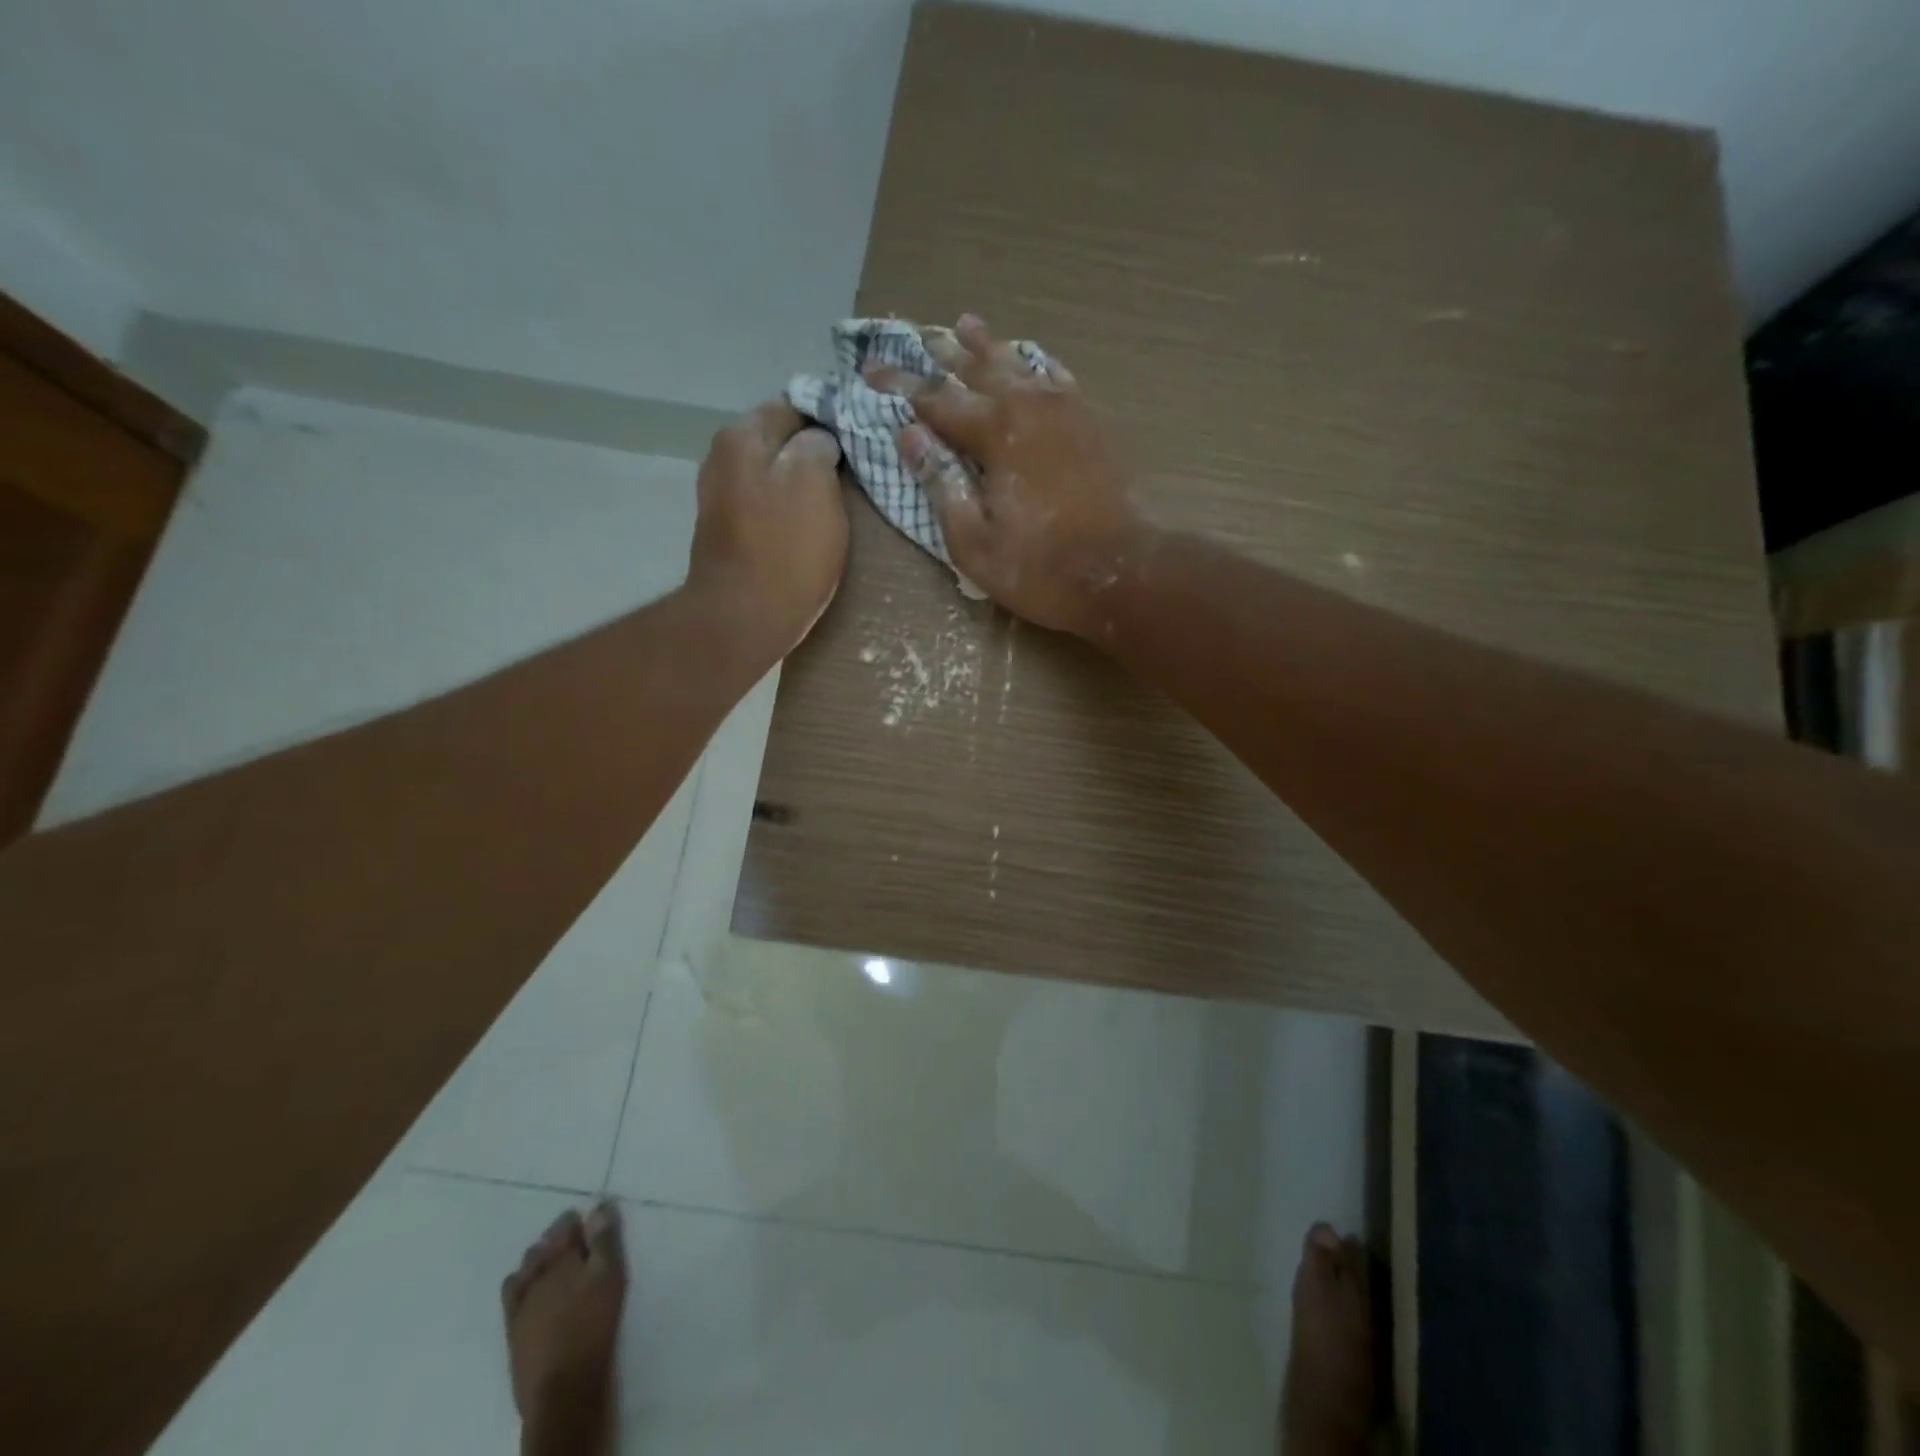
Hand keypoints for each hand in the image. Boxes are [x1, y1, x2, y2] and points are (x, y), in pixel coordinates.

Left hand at [687, 400, 847, 660]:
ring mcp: (719, 498)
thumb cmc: (786, 551)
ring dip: (800, 484)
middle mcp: (721, 458)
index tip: (859, 442)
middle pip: (779, 442)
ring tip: (835, 501)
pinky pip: (764, 506)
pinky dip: (786, 510)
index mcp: (742, 437)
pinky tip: (808, 527)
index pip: (794, 406)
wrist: (743, 619)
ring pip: (772, 475)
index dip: (830, 421)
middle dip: (813, 453)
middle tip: (853, 473)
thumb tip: (819, 440)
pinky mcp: (725, 533)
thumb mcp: (815, 484)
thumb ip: (818, 446)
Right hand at [887, 315, 1153, 640]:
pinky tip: (1030, 361)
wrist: (1119, 573)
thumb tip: (910, 436)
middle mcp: (1029, 407)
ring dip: (989, 346)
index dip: (901, 384)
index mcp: (995, 433)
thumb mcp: (973, 541)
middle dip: (944, 353)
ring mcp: (1066, 411)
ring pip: (1019, 364)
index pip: (936, 400)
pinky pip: (1058, 380)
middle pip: (979, 368)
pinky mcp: (1091, 425)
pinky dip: (1037, 366)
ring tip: (967, 324)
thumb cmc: (1038, 567)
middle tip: (918, 335)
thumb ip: (941, 484)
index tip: (871, 370)